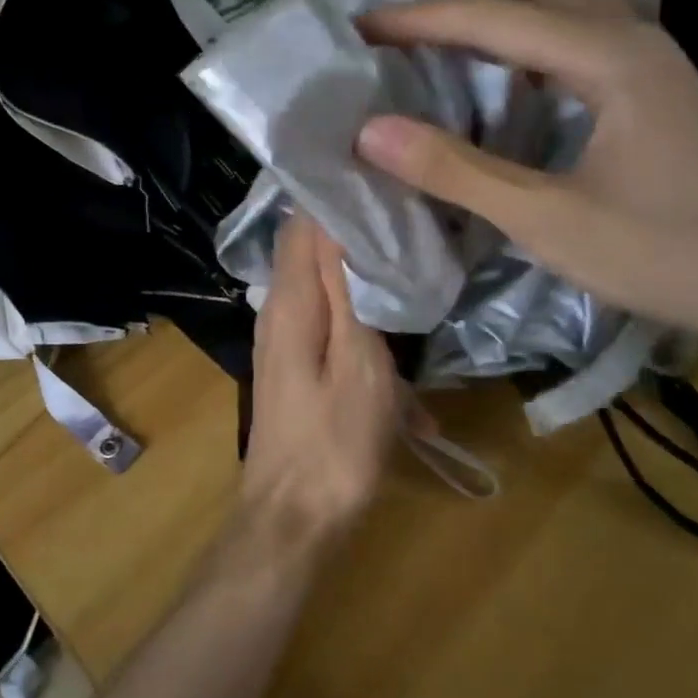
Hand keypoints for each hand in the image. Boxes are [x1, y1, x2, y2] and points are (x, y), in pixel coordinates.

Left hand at [241, 214, 399, 545]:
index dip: (338, 195)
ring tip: (420, 274)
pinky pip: (332, 332)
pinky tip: (408, 378)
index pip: (304, 222)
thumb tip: (340, 222)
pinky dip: (366, 338)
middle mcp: (277, 312)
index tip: (385, 177)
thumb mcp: (359, 364)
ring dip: (369, 286)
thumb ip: (349, 292)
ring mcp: (284, 342)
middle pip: (314, 252)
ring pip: (328, 292)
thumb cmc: (335, 444)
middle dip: (360, 235)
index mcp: (290, 302)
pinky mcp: (296, 369)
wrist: (294, 520)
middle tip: (415, 220)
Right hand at [354, 0, 697, 365]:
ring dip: (496, 7)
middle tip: (390, 29)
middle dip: (453, 2)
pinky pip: (582, 29)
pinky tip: (514, 61)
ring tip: (441, 31)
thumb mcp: (546, 219)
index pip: (494, 17)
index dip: (419, 20)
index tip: (359, 27)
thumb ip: (456, 172)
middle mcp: (634, 37)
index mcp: (609, 58)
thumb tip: (369, 132)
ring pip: (562, 2)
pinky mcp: (659, 85)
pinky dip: (531, 29)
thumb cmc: (664, 254)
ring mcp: (654, 58)